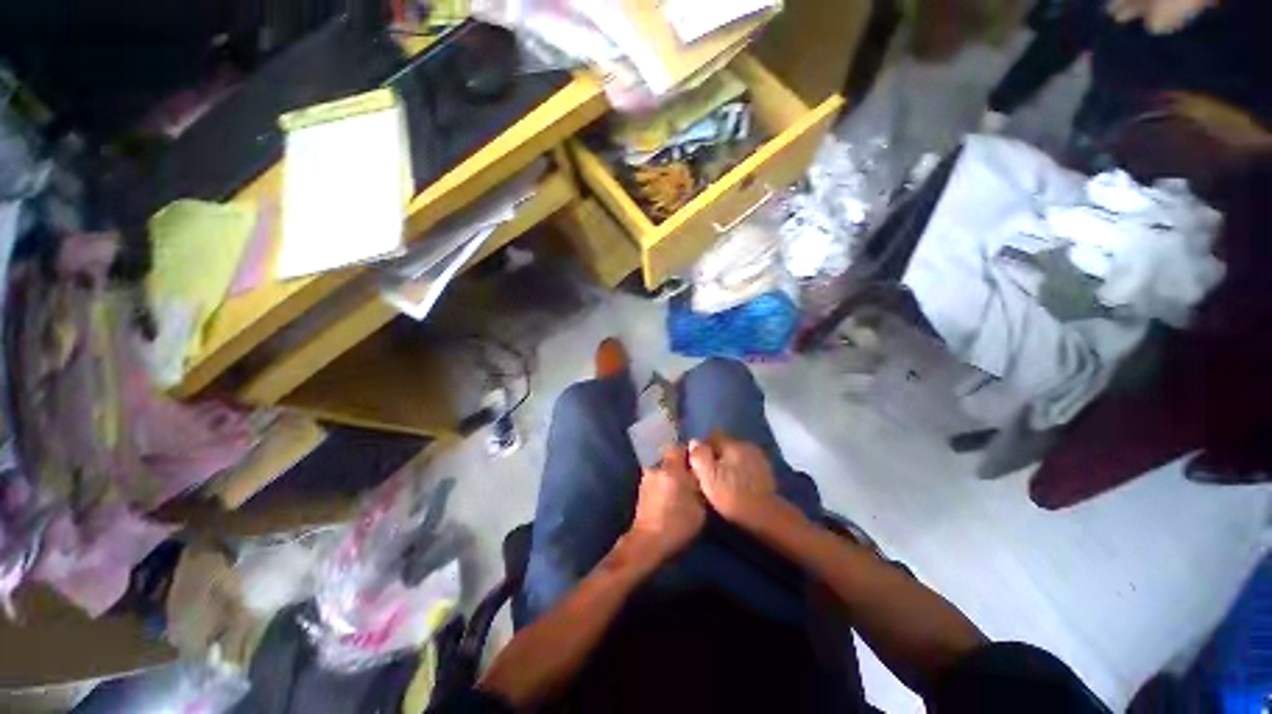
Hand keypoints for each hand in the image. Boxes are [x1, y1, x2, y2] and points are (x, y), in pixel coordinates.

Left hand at [627, 445, 705, 563]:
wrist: (648, 542)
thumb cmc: (677, 524)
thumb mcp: (699, 506)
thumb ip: (700, 484)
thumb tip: (700, 472)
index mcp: (671, 468)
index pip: (680, 447)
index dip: (691, 450)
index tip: (700, 458)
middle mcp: (656, 467)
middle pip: (670, 455)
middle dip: (681, 460)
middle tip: (693, 471)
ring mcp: (647, 478)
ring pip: (663, 466)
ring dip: (671, 471)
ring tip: (682, 483)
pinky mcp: (642, 489)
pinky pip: (657, 477)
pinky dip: (664, 480)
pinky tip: (671, 492)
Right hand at [688, 435, 782, 529]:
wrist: (765, 516)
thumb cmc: (732, 494)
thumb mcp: (708, 476)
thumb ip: (699, 455)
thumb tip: (694, 442)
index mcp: (732, 444)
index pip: (713, 435)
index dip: (703, 448)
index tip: (697, 463)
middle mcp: (747, 445)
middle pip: (725, 445)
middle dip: (716, 456)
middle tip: (708, 474)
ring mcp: (759, 458)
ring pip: (737, 456)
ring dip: (729, 464)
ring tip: (723, 482)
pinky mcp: (767, 473)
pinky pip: (747, 466)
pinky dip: (741, 473)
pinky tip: (737, 487)